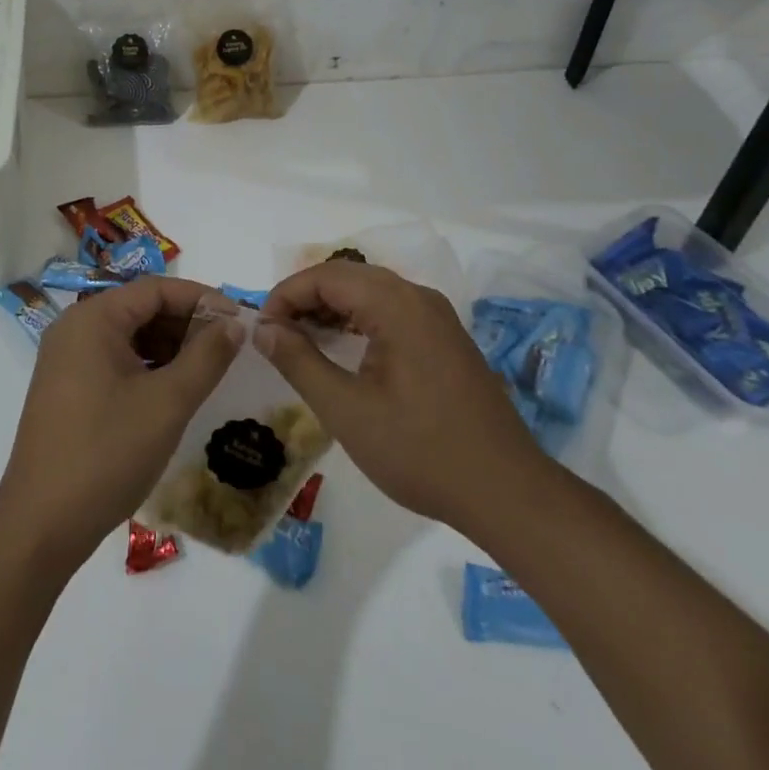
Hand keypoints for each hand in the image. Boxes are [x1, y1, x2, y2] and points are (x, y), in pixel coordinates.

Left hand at [0, 277, 243, 572]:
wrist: (41, 526)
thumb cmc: (107, 453)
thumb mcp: (167, 402)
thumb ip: (206, 357)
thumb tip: (234, 323)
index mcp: (93, 319)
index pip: (155, 289)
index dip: (200, 299)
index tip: (239, 320)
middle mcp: (74, 329)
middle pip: (140, 309)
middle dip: (186, 324)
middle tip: (229, 348)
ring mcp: (66, 360)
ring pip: (129, 337)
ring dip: (169, 347)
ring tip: (209, 370)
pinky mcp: (66, 389)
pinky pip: (114, 361)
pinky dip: (147, 368)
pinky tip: (174, 391)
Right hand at [256, 261, 550, 540]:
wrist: (506, 493)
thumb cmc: (420, 451)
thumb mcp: (346, 410)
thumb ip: (299, 362)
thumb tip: (264, 329)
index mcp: (396, 304)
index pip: (326, 276)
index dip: (286, 295)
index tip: (262, 330)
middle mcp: (418, 297)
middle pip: (348, 277)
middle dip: (306, 299)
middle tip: (276, 334)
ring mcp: (437, 317)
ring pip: (370, 292)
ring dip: (331, 308)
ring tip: (300, 341)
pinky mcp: (445, 338)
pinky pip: (391, 311)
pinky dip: (358, 320)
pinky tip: (343, 349)